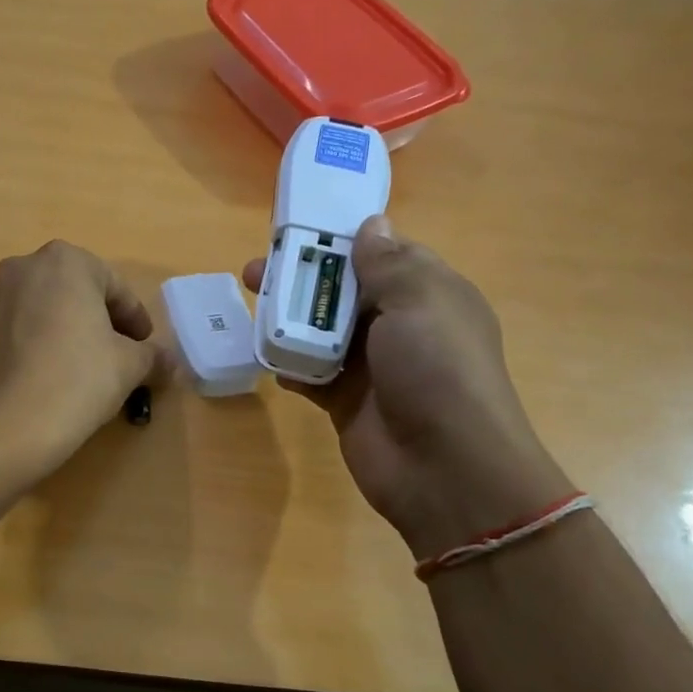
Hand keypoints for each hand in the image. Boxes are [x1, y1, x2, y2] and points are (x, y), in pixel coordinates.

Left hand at [0, 241, 163, 481]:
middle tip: (120, 355)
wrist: (5, 427)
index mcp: (64, 261)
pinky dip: (41, 345)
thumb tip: (170, 363)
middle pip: (76, 292)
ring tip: (87, 368)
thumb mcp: (129, 366)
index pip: (114, 286)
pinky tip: (53, 377)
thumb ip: (153, 356)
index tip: (145, 348)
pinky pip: (20, 330)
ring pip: (45, 310)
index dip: (135, 319)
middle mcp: (23, 268)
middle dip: (100, 321)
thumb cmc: (77, 380)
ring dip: (69, 331)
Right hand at [245, 216, 569, 558]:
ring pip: (320, 331)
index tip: (297, 229)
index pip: (382, 254)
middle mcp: (399, 326)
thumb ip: (388, 263)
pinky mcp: (345, 401)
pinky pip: (310, 373)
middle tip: (254, 271)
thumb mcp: (420, 302)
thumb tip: (373, 223)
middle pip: (342, 292)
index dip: (340, 240)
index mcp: (428, 294)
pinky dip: (289, 365)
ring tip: (250, 307)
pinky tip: (266, 358)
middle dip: (300, 278)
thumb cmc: (437, 371)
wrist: (443, 468)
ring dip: (287, 319)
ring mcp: (371, 366)